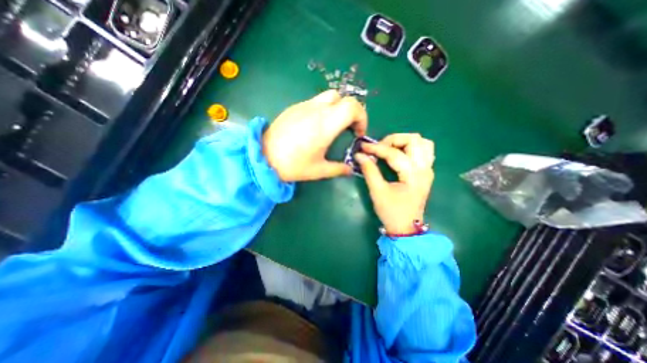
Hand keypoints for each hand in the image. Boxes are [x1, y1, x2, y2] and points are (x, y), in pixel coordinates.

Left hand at [260, 91, 365, 180]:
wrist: (263, 157)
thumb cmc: (293, 165)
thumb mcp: (319, 171)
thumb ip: (339, 169)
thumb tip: (350, 170)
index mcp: (325, 125)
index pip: (353, 107)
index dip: (362, 117)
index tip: (358, 133)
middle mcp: (316, 110)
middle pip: (343, 98)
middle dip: (351, 112)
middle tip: (348, 129)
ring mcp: (303, 106)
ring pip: (329, 97)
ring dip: (337, 108)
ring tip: (333, 126)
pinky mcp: (294, 107)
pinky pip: (315, 102)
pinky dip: (323, 109)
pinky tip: (315, 126)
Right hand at [354, 134, 433, 234]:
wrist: (406, 227)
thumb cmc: (391, 212)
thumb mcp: (377, 192)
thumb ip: (369, 171)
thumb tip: (359, 155)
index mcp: (413, 175)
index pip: (394, 154)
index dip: (376, 149)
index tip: (362, 147)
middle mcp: (424, 169)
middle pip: (414, 140)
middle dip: (393, 140)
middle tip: (379, 148)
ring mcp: (428, 169)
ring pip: (422, 143)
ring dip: (404, 141)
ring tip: (389, 149)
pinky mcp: (426, 172)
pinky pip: (424, 151)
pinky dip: (411, 147)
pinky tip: (400, 154)